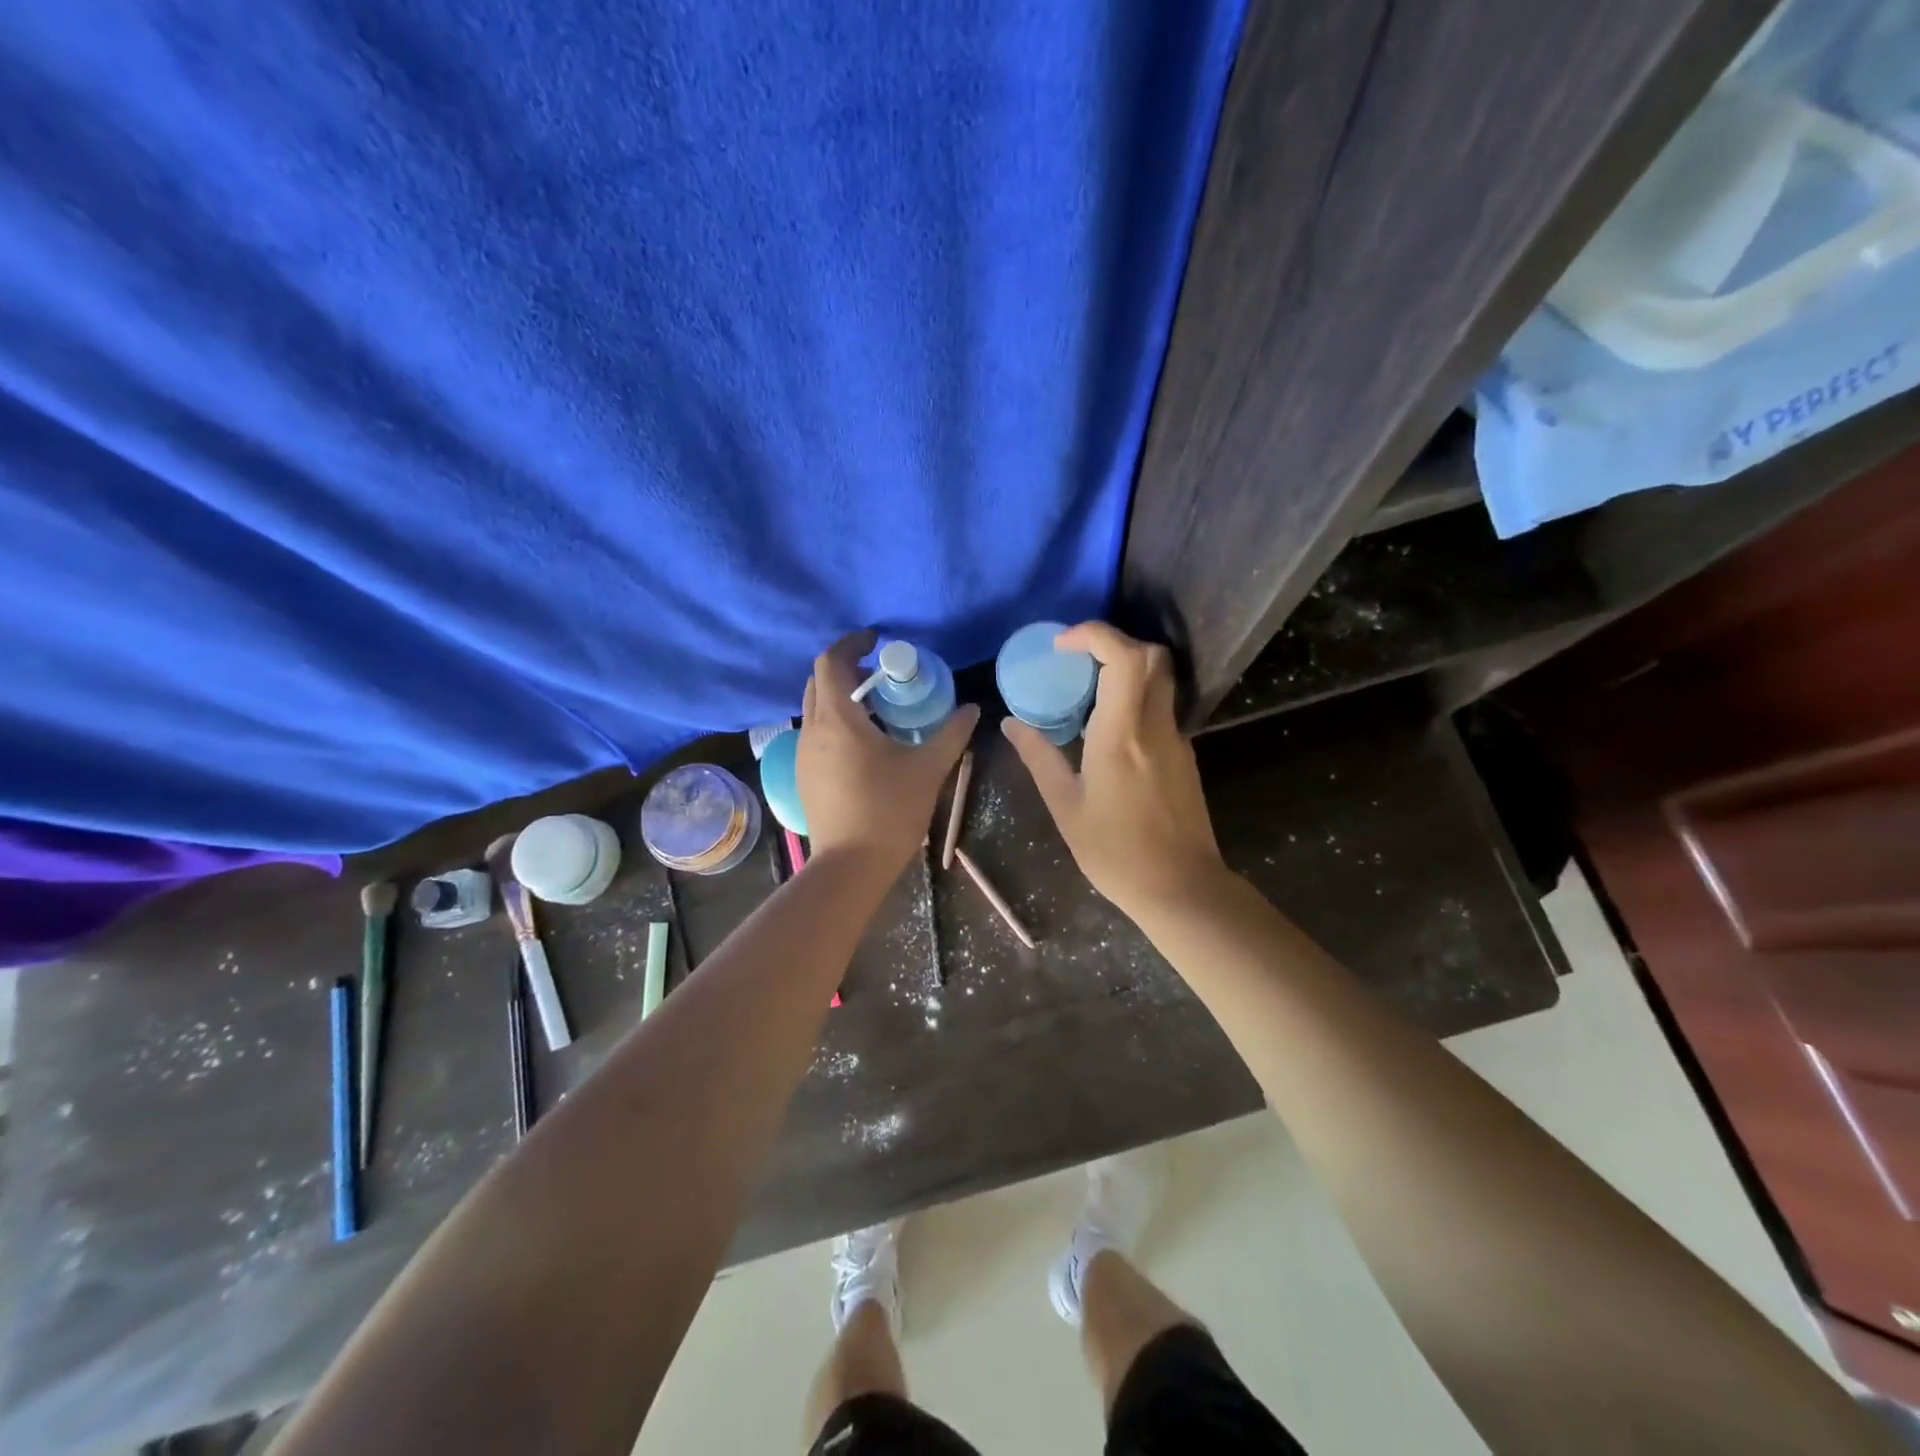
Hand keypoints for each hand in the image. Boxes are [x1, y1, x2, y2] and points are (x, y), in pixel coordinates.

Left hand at [798, 630, 978, 875]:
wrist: (850, 867)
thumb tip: (972, 709)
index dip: (850, 643)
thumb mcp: (928, 769)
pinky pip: (816, 734)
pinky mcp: (804, 776)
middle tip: (881, 677)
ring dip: (841, 699)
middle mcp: (812, 730)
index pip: (829, 662)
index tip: (875, 641)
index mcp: (838, 720)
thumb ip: (951, 734)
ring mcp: (803, 755)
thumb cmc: (889, 811)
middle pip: (819, 683)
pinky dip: (836, 724)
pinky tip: (865, 746)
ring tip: (877, 711)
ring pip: (816, 710)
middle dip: (846, 670)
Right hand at [1000, 622, 1225, 917]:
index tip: (1063, 645)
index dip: (1095, 635)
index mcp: (1121, 733)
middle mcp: (1155, 725)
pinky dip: (1136, 699)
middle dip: (1114, 644)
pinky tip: (1108, 731)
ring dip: (1126, 670)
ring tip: (1087, 695)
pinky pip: (1161, 707)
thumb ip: (1039, 758)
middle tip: (1077, 662)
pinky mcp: (1184, 754)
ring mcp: (1176, 738)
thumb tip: (1011, 724)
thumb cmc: (1116, 852)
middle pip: (1152, 656)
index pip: (1124, 656)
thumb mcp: (1066, 807)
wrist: (1181, 887)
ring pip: (1160, 679)